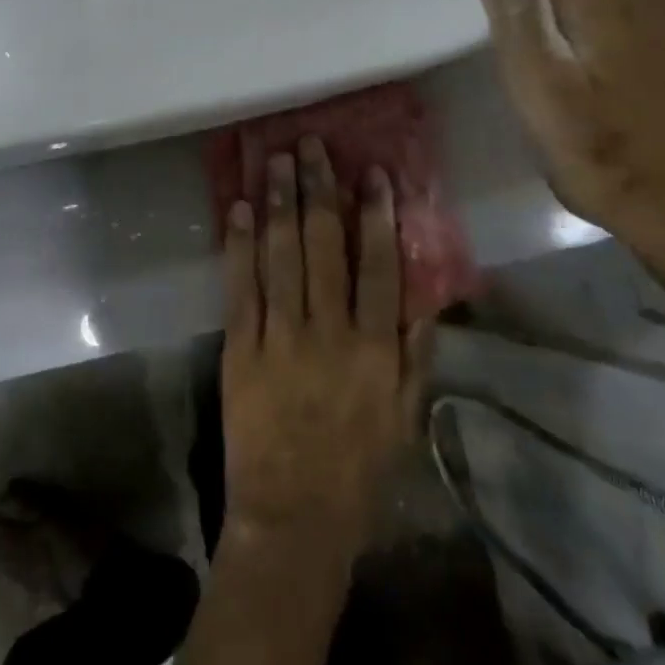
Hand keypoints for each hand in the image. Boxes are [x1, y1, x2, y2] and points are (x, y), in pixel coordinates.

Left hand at [220, 137, 428, 559]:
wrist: (293, 519)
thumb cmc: (359, 470)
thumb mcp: (406, 417)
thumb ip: (416, 353)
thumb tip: (425, 294)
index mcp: (375, 349)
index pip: (379, 266)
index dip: (376, 215)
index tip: (371, 171)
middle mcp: (328, 333)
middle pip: (324, 247)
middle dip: (318, 190)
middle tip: (313, 145)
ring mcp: (280, 338)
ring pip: (280, 256)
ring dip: (279, 202)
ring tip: (275, 159)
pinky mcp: (240, 349)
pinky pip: (240, 287)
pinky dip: (239, 245)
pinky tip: (240, 209)